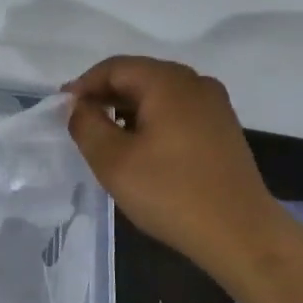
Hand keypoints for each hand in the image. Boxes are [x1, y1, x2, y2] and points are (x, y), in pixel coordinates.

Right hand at [64, 56, 285, 283]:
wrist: (241, 234)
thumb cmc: (171, 193)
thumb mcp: (113, 160)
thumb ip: (86, 125)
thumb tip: (78, 106)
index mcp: (168, 82)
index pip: (114, 67)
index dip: (83, 85)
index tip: (61, 110)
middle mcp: (195, 83)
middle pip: (138, 76)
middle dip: (105, 96)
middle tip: (80, 123)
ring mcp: (214, 106)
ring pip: (158, 95)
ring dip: (127, 109)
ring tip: (106, 138)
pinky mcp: (223, 129)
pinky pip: (177, 111)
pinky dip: (152, 121)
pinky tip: (141, 149)